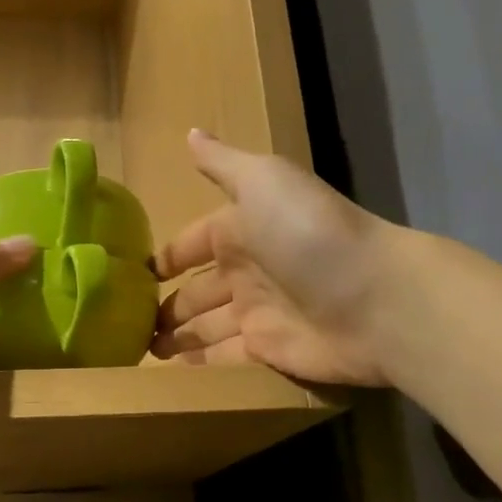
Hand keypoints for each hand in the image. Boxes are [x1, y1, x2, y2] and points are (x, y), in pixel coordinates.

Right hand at [151, 131, 403, 386]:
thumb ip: (222, 163)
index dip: (164, 259)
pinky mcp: (268, 351)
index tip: (131, 275)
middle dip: (165, 304)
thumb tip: (190, 132)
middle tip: (127, 323)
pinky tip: (171, 368)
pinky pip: (224, 356)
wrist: (375, 299)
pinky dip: (200, 361)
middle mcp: (247, 271)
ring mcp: (258, 313)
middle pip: (196, 290)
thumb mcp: (263, 181)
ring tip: (142, 349)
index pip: (192, 244)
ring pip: (205, 325)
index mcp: (241, 229)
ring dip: (176, 335)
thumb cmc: (309, 233)